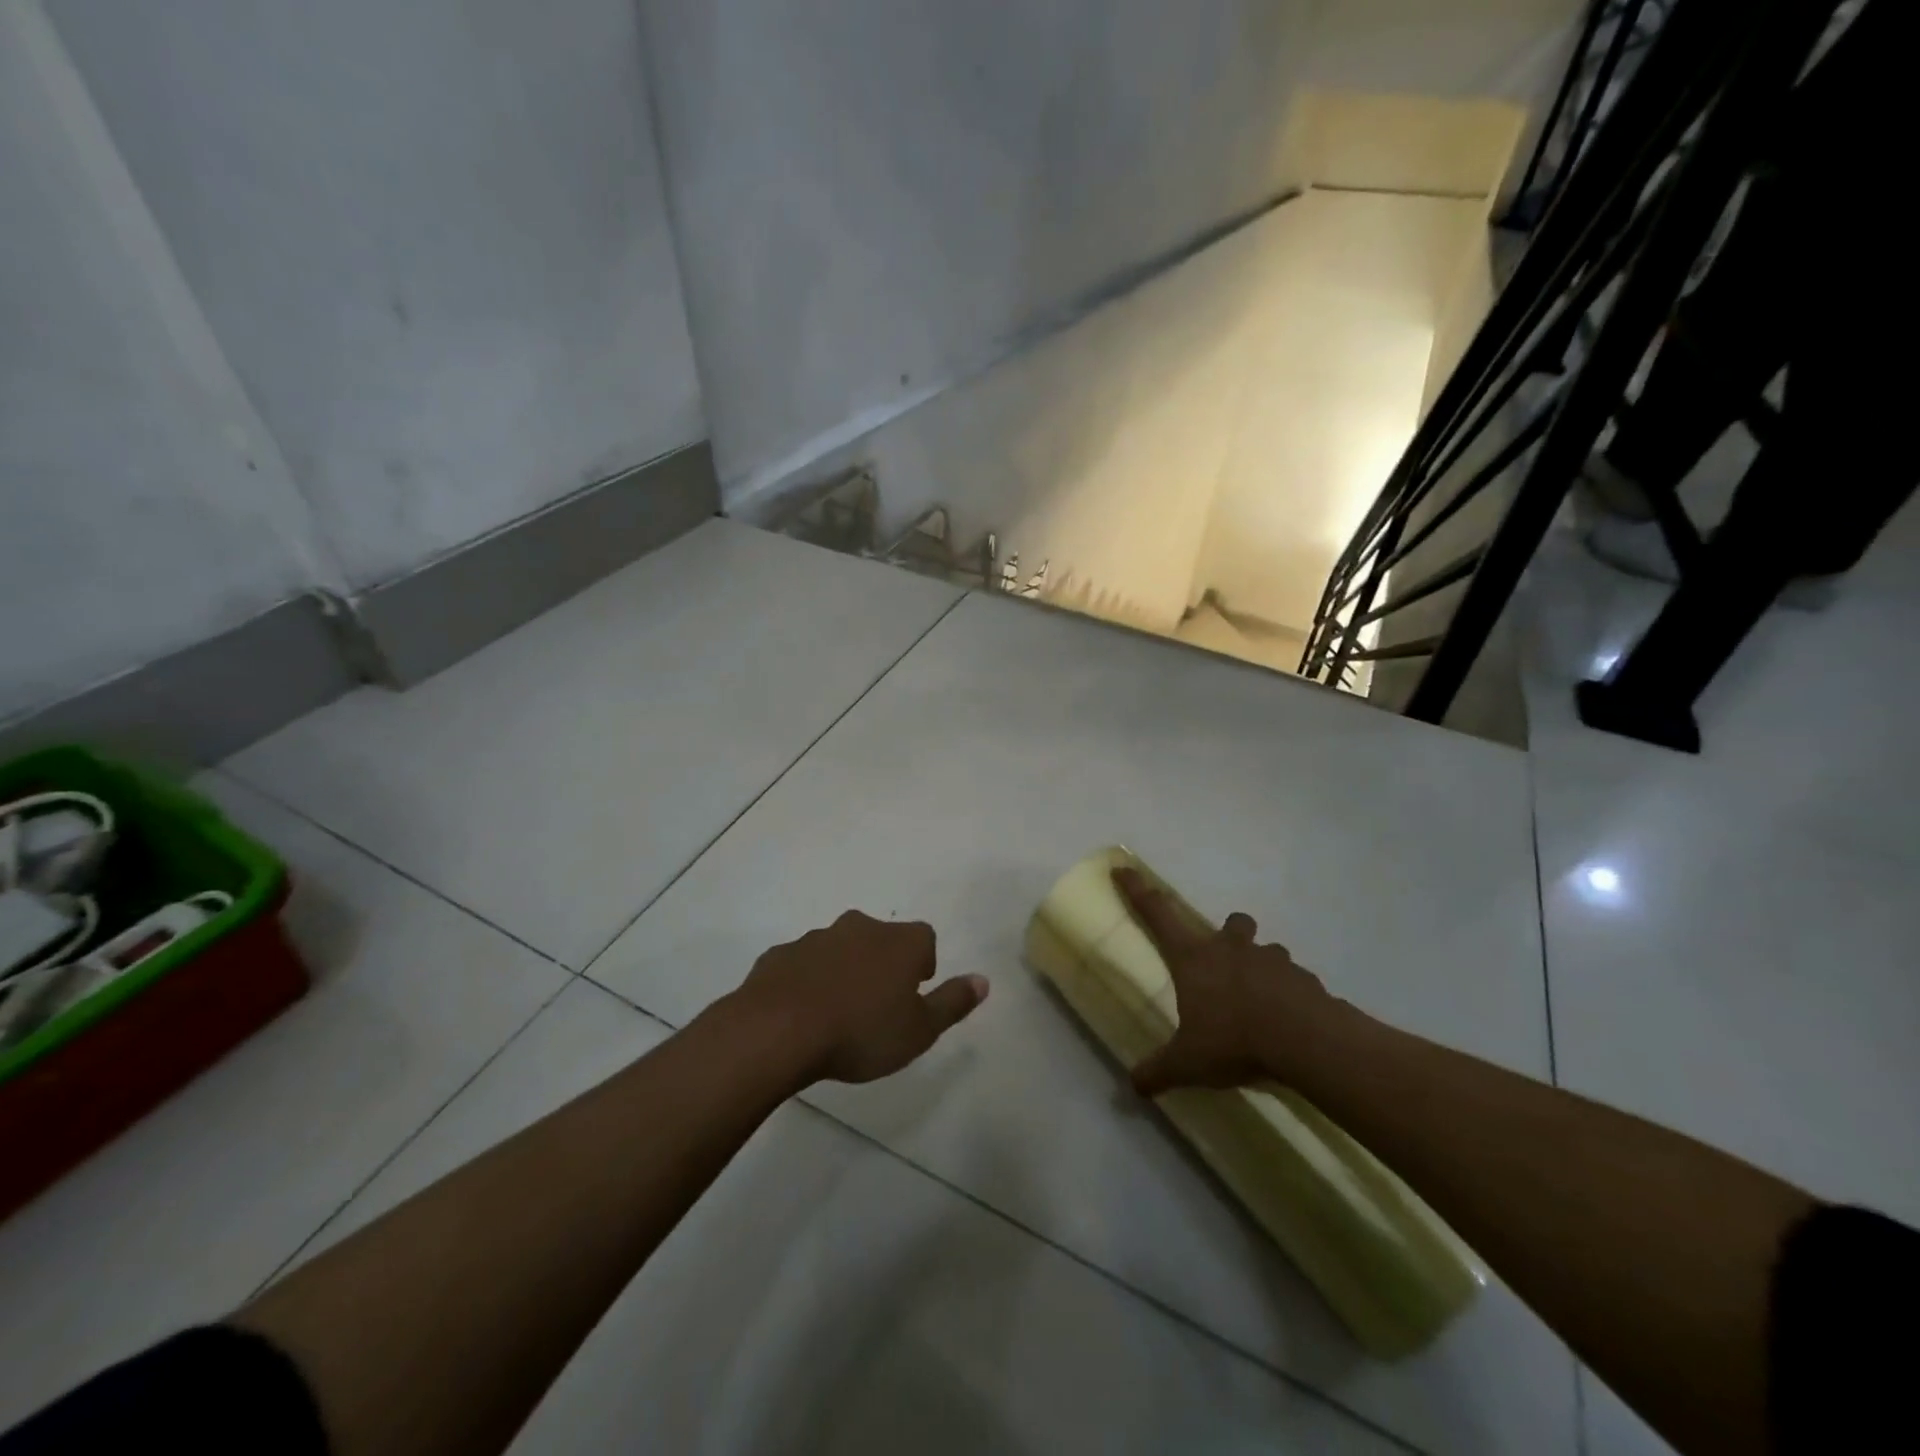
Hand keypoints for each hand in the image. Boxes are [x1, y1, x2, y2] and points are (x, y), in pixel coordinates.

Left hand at [737, 911, 988, 1083]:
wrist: (778, 1030)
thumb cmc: (861, 1032)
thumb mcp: (919, 1030)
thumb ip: (953, 1002)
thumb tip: (983, 980)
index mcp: (899, 942)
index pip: (924, 938)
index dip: (923, 963)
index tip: (914, 992)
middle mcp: (860, 928)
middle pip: (881, 938)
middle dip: (883, 964)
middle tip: (878, 1004)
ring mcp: (816, 938)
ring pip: (840, 948)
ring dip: (844, 971)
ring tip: (838, 1013)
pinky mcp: (780, 955)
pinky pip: (803, 964)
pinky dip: (808, 981)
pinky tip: (802, 1013)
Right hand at [1113, 867, 1343, 1095]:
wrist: (1304, 1041)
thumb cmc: (1233, 1040)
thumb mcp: (1187, 1062)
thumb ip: (1159, 1071)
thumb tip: (1132, 1088)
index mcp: (1195, 959)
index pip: (1158, 914)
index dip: (1138, 890)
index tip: (1124, 869)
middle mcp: (1232, 949)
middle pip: (1232, 922)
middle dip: (1230, 933)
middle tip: (1227, 960)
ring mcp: (1272, 960)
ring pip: (1268, 949)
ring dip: (1263, 965)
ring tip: (1262, 998)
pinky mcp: (1304, 979)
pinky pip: (1295, 979)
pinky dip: (1291, 993)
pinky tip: (1290, 1020)